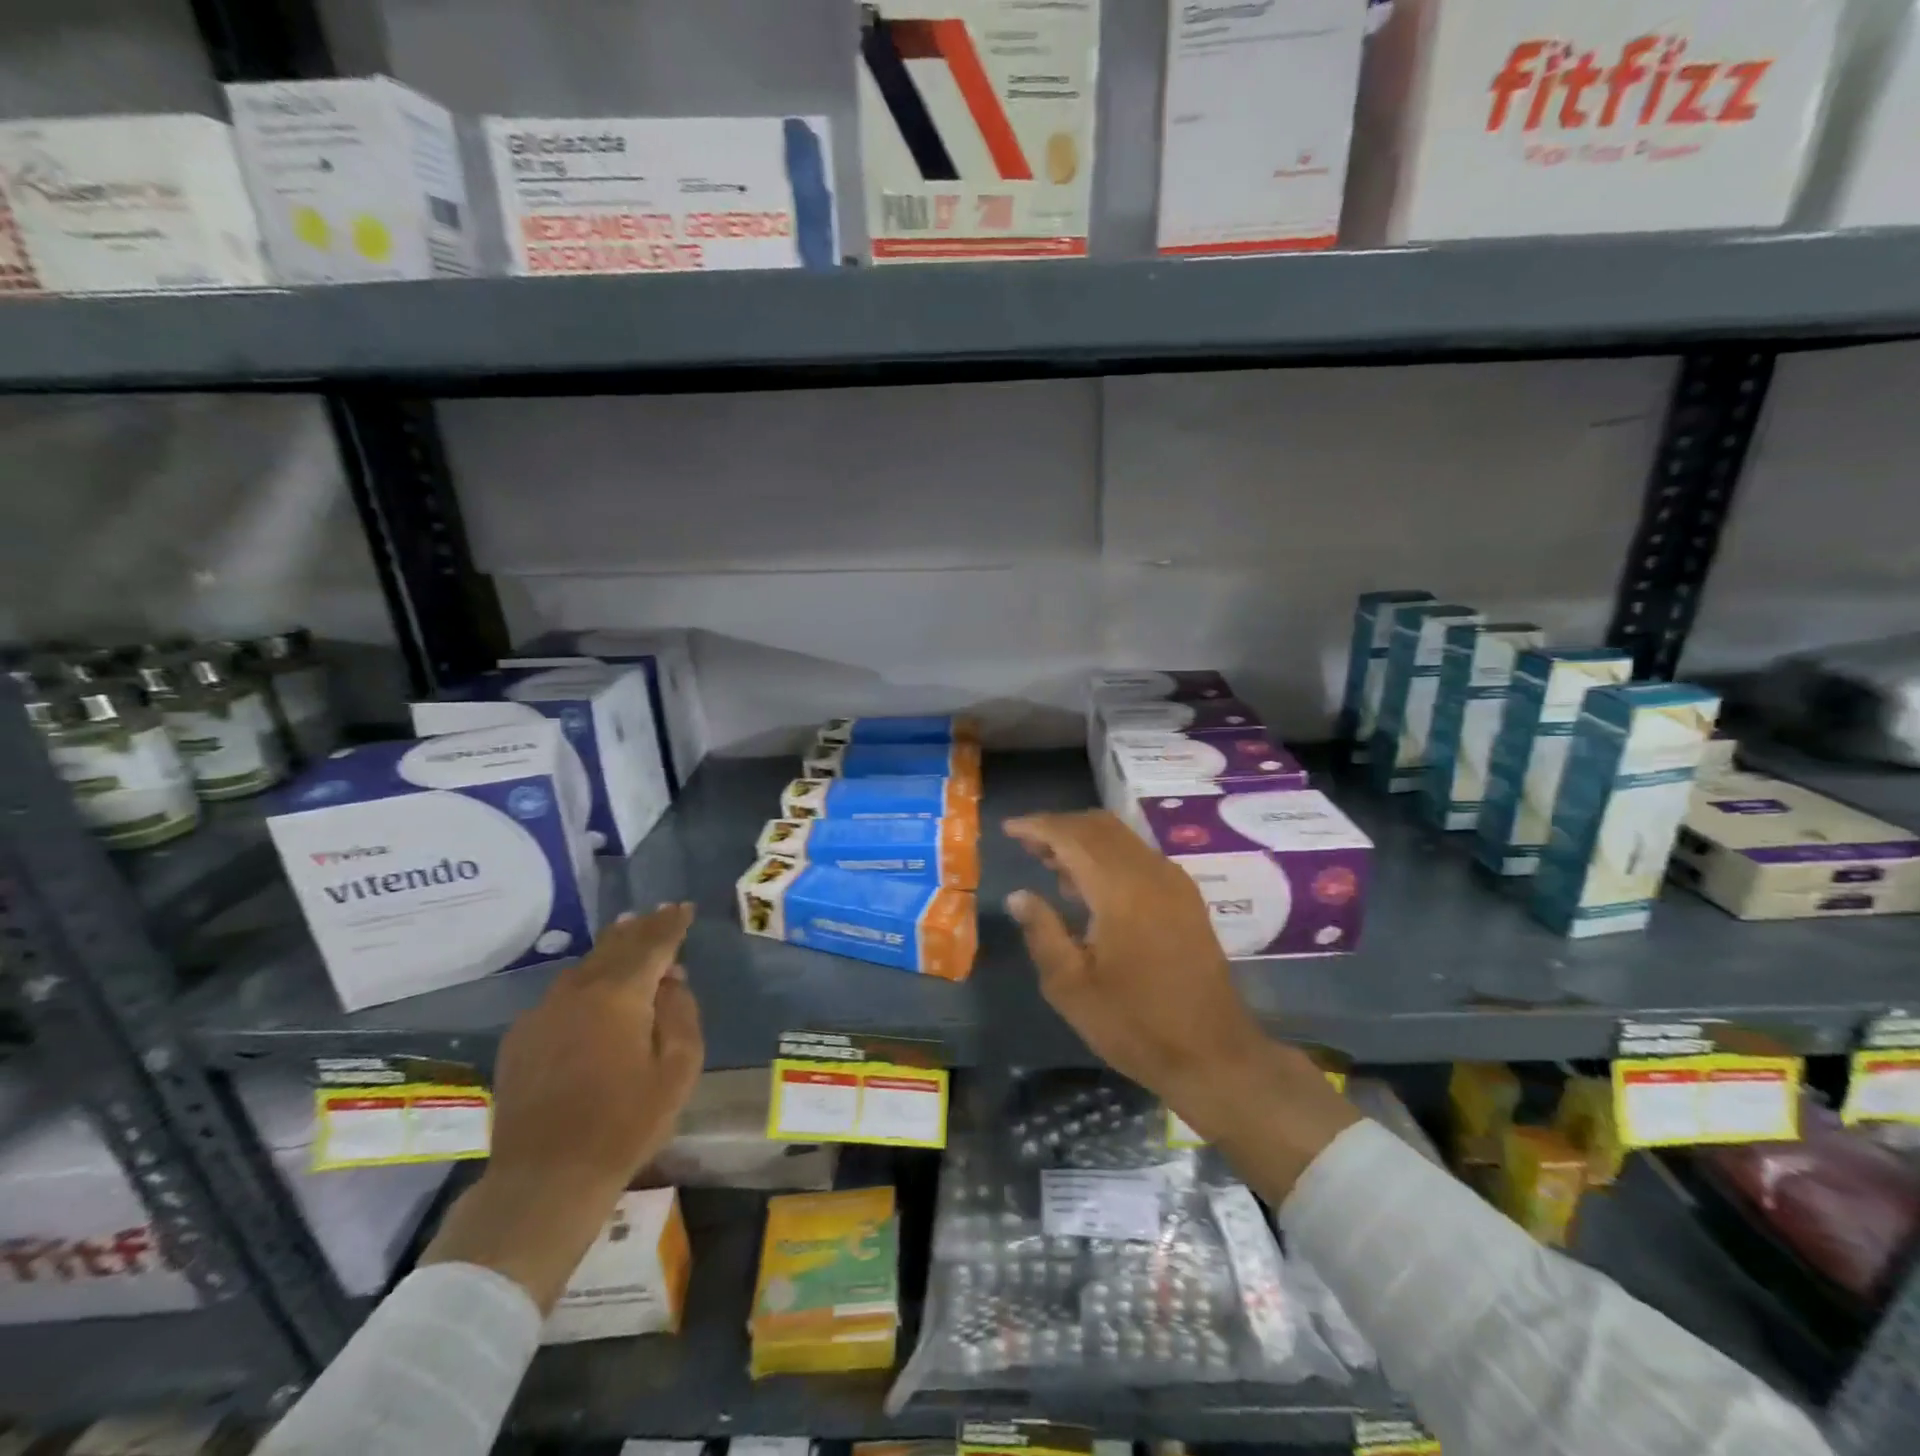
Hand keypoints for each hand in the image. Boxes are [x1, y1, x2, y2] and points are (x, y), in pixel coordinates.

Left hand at [423, 903, 704, 1311]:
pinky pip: (560, 995)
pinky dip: (584, 982)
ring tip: (628, 936)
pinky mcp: (521, 1038)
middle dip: (641, 928)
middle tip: (659, 913)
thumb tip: (670, 981)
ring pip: (585, 967)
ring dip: (611, 950)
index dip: (671, 923)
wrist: (545, 1179)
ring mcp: (542, 1013)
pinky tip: (591, 991)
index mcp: (620, 995)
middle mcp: (577, 991)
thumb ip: (681, 1014)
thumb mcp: (678, 1069)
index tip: (684, 907)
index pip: (652, 944)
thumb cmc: (626, 1124)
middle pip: (615, 946)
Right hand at [1003, 812, 1267, 1114]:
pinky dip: (1108, 855)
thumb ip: (1042, 932)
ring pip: (1121, 837)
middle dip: (1059, 827)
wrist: (1213, 1054)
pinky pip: (1139, 855)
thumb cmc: (1134, 1024)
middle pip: (1099, 826)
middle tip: (1026, 843)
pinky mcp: (1186, 897)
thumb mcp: (1071, 987)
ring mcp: (1174, 882)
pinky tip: (1089, 886)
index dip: (1037, 826)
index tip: (1008, 828)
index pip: (1072, 836)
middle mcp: (1150, 872)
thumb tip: (1018, 895)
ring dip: (1084, 839)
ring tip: (1049, 862)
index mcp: (1120, 890)